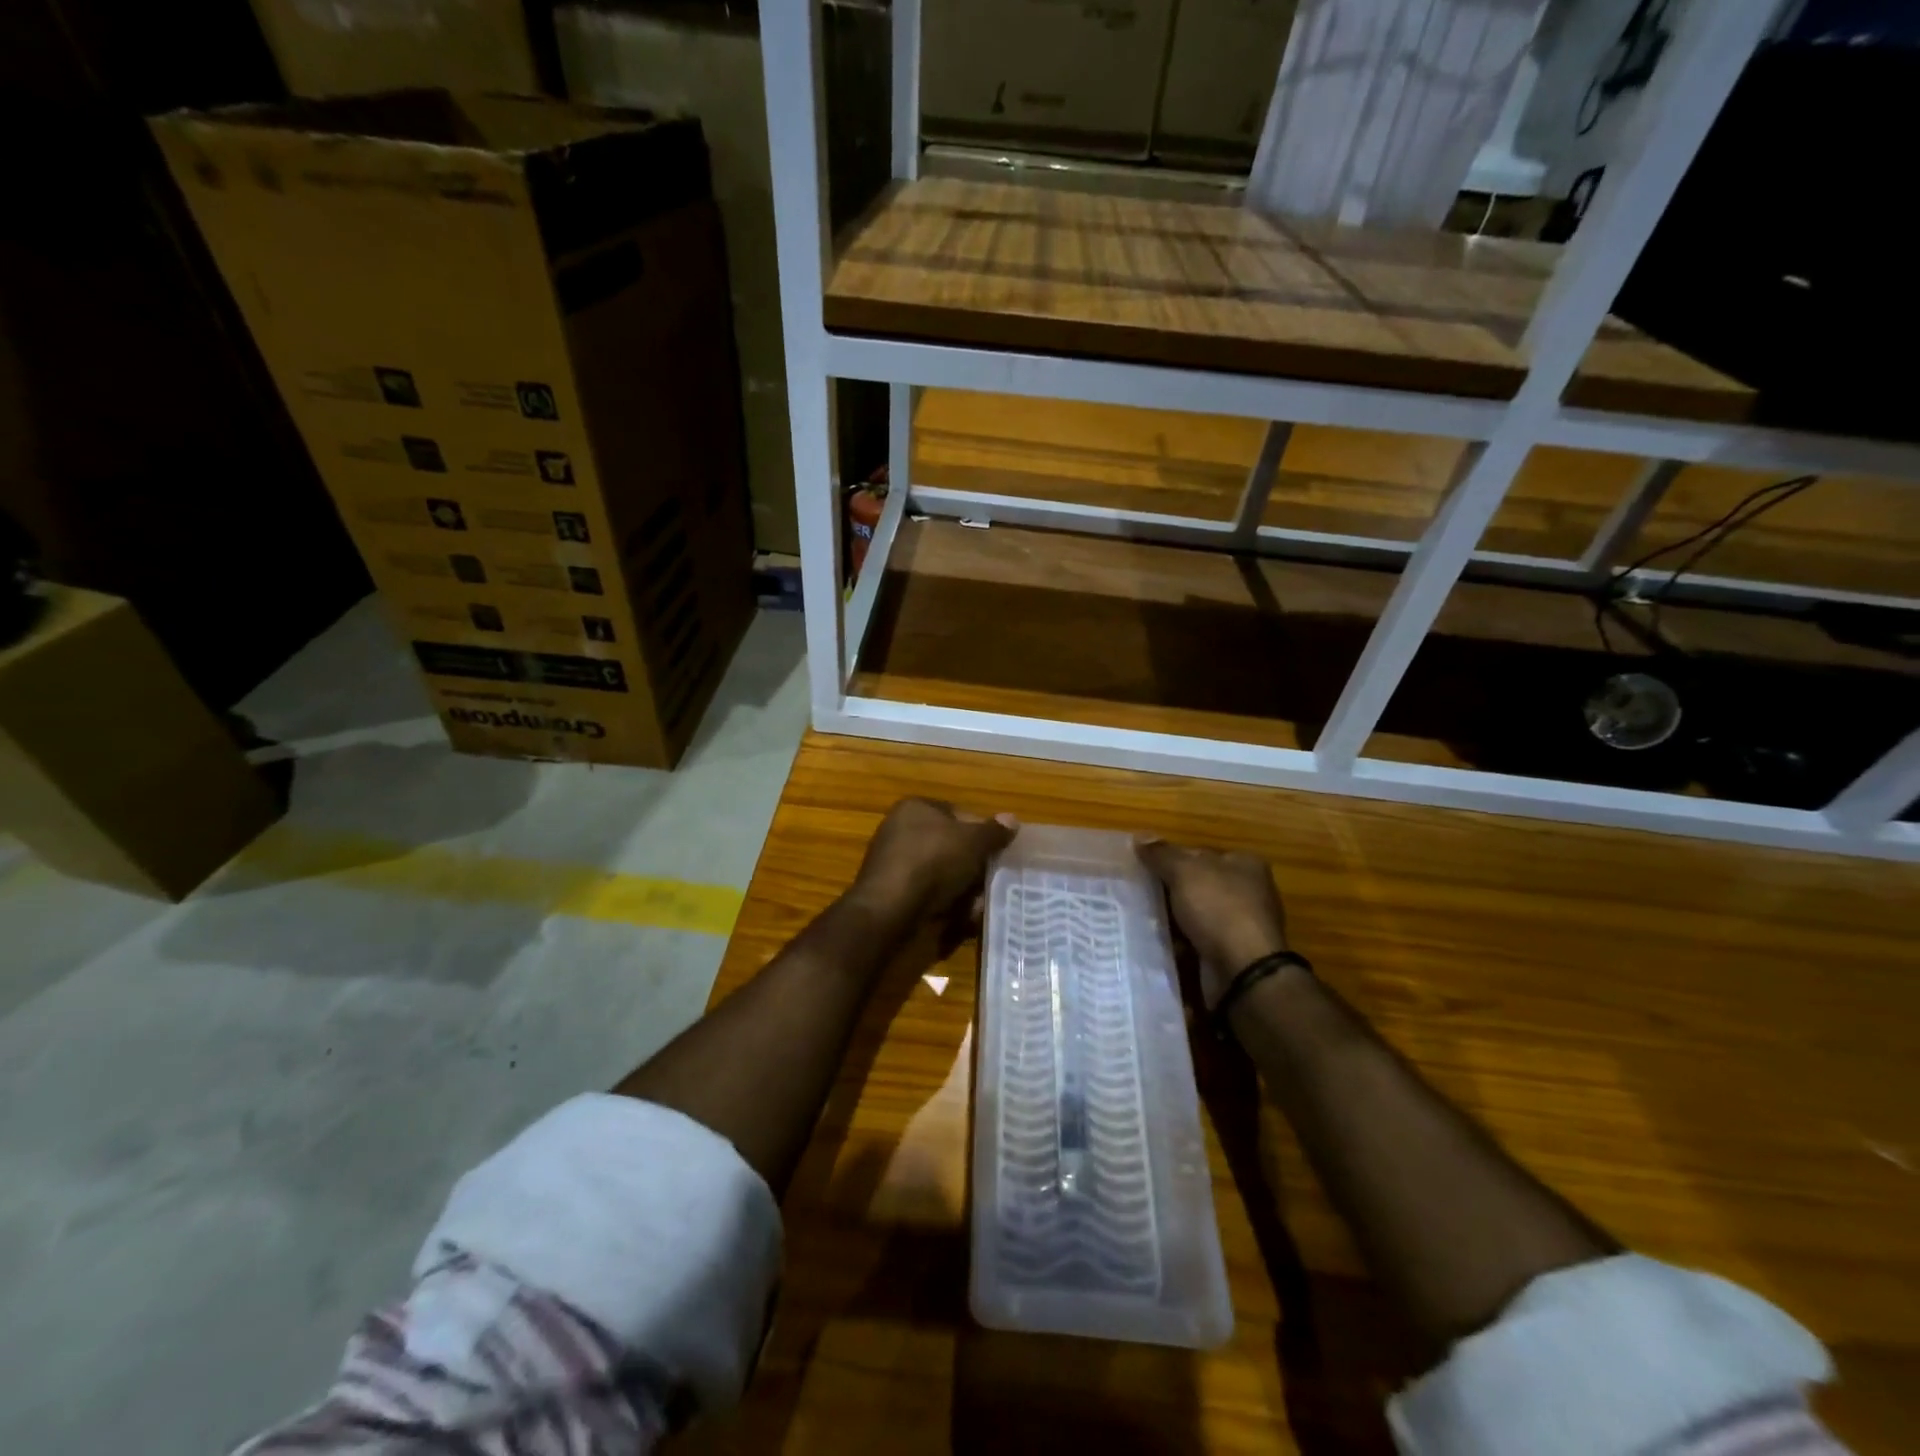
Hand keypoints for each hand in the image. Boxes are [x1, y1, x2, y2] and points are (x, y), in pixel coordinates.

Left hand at [851, 798, 1016, 922]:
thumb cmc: (933, 862)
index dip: (982, 831)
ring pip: (945, 876)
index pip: (958, 814)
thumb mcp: (972, 841)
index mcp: (915, 809)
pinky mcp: (897, 897)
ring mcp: (898, 867)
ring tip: (985, 902)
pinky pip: (932, 898)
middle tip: (997, 879)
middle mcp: (902, 833)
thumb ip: (994, 832)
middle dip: (975, 865)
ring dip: (966, 890)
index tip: (999, 851)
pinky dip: (950, 907)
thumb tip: (1012, 820)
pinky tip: (967, 919)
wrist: (891, 912)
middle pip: (952, 847)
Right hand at [1134, 838, 1289, 1008]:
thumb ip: (1162, 854)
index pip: (1201, 853)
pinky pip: (1200, 940)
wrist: (1243, 971)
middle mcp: (1249, 891)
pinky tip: (1161, 942)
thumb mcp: (1185, 872)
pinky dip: (1182, 942)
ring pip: (1197, 914)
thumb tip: (1140, 837)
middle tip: (1140, 894)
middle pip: (1198, 884)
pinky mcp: (1234, 953)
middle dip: (1171, 890)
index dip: (1172, 858)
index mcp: (1245, 864)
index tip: (1146, 869)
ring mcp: (1243, 924)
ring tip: (1143, 919)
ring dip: (1174, 918)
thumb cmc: (1219, 909)